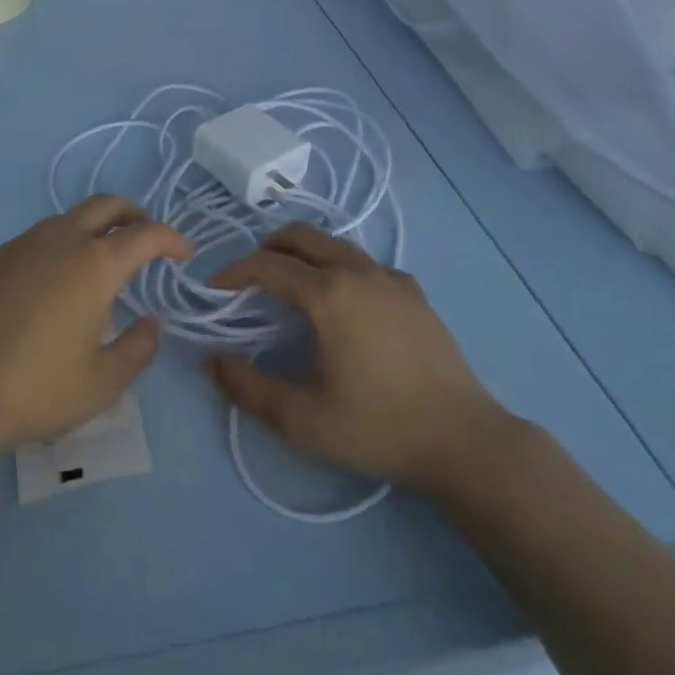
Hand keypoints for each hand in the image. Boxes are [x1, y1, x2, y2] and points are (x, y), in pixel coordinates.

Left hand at [0, 196, 190, 470]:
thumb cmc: (37, 390)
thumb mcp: (103, 383)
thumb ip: (139, 348)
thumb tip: (151, 323)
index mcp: (95, 265)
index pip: (146, 234)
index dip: (171, 238)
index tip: (183, 253)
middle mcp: (59, 241)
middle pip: (105, 205)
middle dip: (133, 214)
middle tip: (143, 237)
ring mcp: (17, 245)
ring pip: (64, 222)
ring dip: (88, 233)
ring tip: (92, 267)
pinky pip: (27, 246)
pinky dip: (48, 256)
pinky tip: (39, 293)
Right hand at [207, 223, 513, 496]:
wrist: (463, 439)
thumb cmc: (378, 428)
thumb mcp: (302, 420)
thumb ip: (248, 389)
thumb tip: (211, 362)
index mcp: (328, 293)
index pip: (267, 265)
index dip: (234, 272)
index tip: (215, 290)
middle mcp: (358, 271)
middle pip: (300, 235)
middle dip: (266, 248)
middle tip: (249, 280)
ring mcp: (390, 276)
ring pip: (334, 243)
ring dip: (303, 253)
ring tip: (290, 287)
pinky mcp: (414, 291)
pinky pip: (364, 262)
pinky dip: (338, 268)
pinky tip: (342, 305)